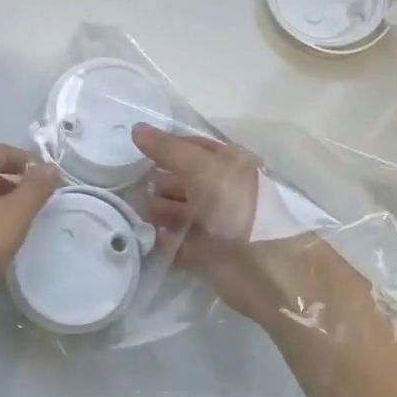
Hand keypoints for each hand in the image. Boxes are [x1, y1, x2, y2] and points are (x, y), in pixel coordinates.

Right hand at [134, 123, 359, 336]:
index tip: (135, 150)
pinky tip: (149, 237)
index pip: (193, 147)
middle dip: (160, 181)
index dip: (166, 146)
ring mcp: (218, 223)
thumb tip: (136, 129)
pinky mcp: (211, 254)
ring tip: (138, 212)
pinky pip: (182, 242)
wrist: (266, 267)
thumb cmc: (236, 206)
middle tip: (130, 184)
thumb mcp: (202, 167)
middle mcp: (225, 190)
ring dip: (160, 210)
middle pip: (185, 180)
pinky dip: (166, 240)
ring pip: (182, 211)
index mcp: (231, 164)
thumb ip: (168, 150)